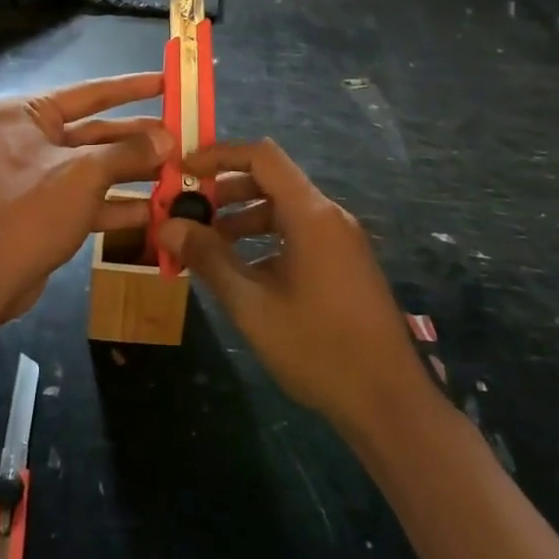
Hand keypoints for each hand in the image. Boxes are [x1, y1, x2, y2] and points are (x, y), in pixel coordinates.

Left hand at [0, 73, 172, 322]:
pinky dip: (119, 205)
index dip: (132, 87)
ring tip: (177, 173)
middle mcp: (32, 138)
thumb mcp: (85, 173)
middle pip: (97, 131)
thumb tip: (167, 139)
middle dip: (138, 139)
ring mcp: (39, 176)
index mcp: (29, 113)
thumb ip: (128, 152)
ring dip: (135, 172)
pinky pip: (90, 199)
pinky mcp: (47, 210)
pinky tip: (156, 211)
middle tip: (182, 138)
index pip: (90, 93)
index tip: (167, 81)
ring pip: (96, 167)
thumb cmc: (31, 209)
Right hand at [158, 139, 429, 438]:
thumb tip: (168, 225)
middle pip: (272, 180)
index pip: (262, 156)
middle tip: (188, 210)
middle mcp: (329, 216)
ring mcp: (341, 240)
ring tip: (206, 243)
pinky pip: (299, 233)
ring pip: (284, 209)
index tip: (185, 170)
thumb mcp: (252, 305)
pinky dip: (266, 238)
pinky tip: (242, 272)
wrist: (390, 404)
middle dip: (226, 190)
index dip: (220, 155)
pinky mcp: (345, 264)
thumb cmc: (318, 348)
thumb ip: (209, 258)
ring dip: (243, 217)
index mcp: (311, 214)